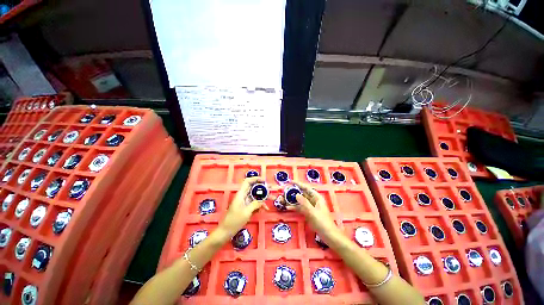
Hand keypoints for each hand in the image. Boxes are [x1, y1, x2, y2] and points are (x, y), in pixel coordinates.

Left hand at [218, 177, 267, 237]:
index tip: (264, 181)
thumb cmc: (234, 221)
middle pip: (254, 188)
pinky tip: (266, 209)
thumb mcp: (246, 212)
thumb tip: (262, 201)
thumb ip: (255, 204)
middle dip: (263, 188)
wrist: (226, 231)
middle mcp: (243, 196)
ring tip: (273, 198)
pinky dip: (260, 205)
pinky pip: (255, 203)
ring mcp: (245, 201)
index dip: (256, 179)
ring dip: (264, 197)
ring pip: (256, 196)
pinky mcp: (246, 207)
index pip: (248, 181)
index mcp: (241, 194)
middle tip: (272, 188)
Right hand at [285, 181, 341, 241]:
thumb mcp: (312, 211)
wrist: (328, 235)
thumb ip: (304, 202)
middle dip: (293, 192)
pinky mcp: (308, 213)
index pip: (306, 188)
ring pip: (300, 201)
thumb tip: (296, 195)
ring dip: (292, 200)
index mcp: (316, 197)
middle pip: (302, 193)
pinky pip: (300, 208)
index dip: (298, 184)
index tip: (290, 182)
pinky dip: (294, 207)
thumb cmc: (322, 221)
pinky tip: (288, 207)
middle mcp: (313, 200)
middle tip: (284, 191)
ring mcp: (310, 207)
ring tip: (283, 199)